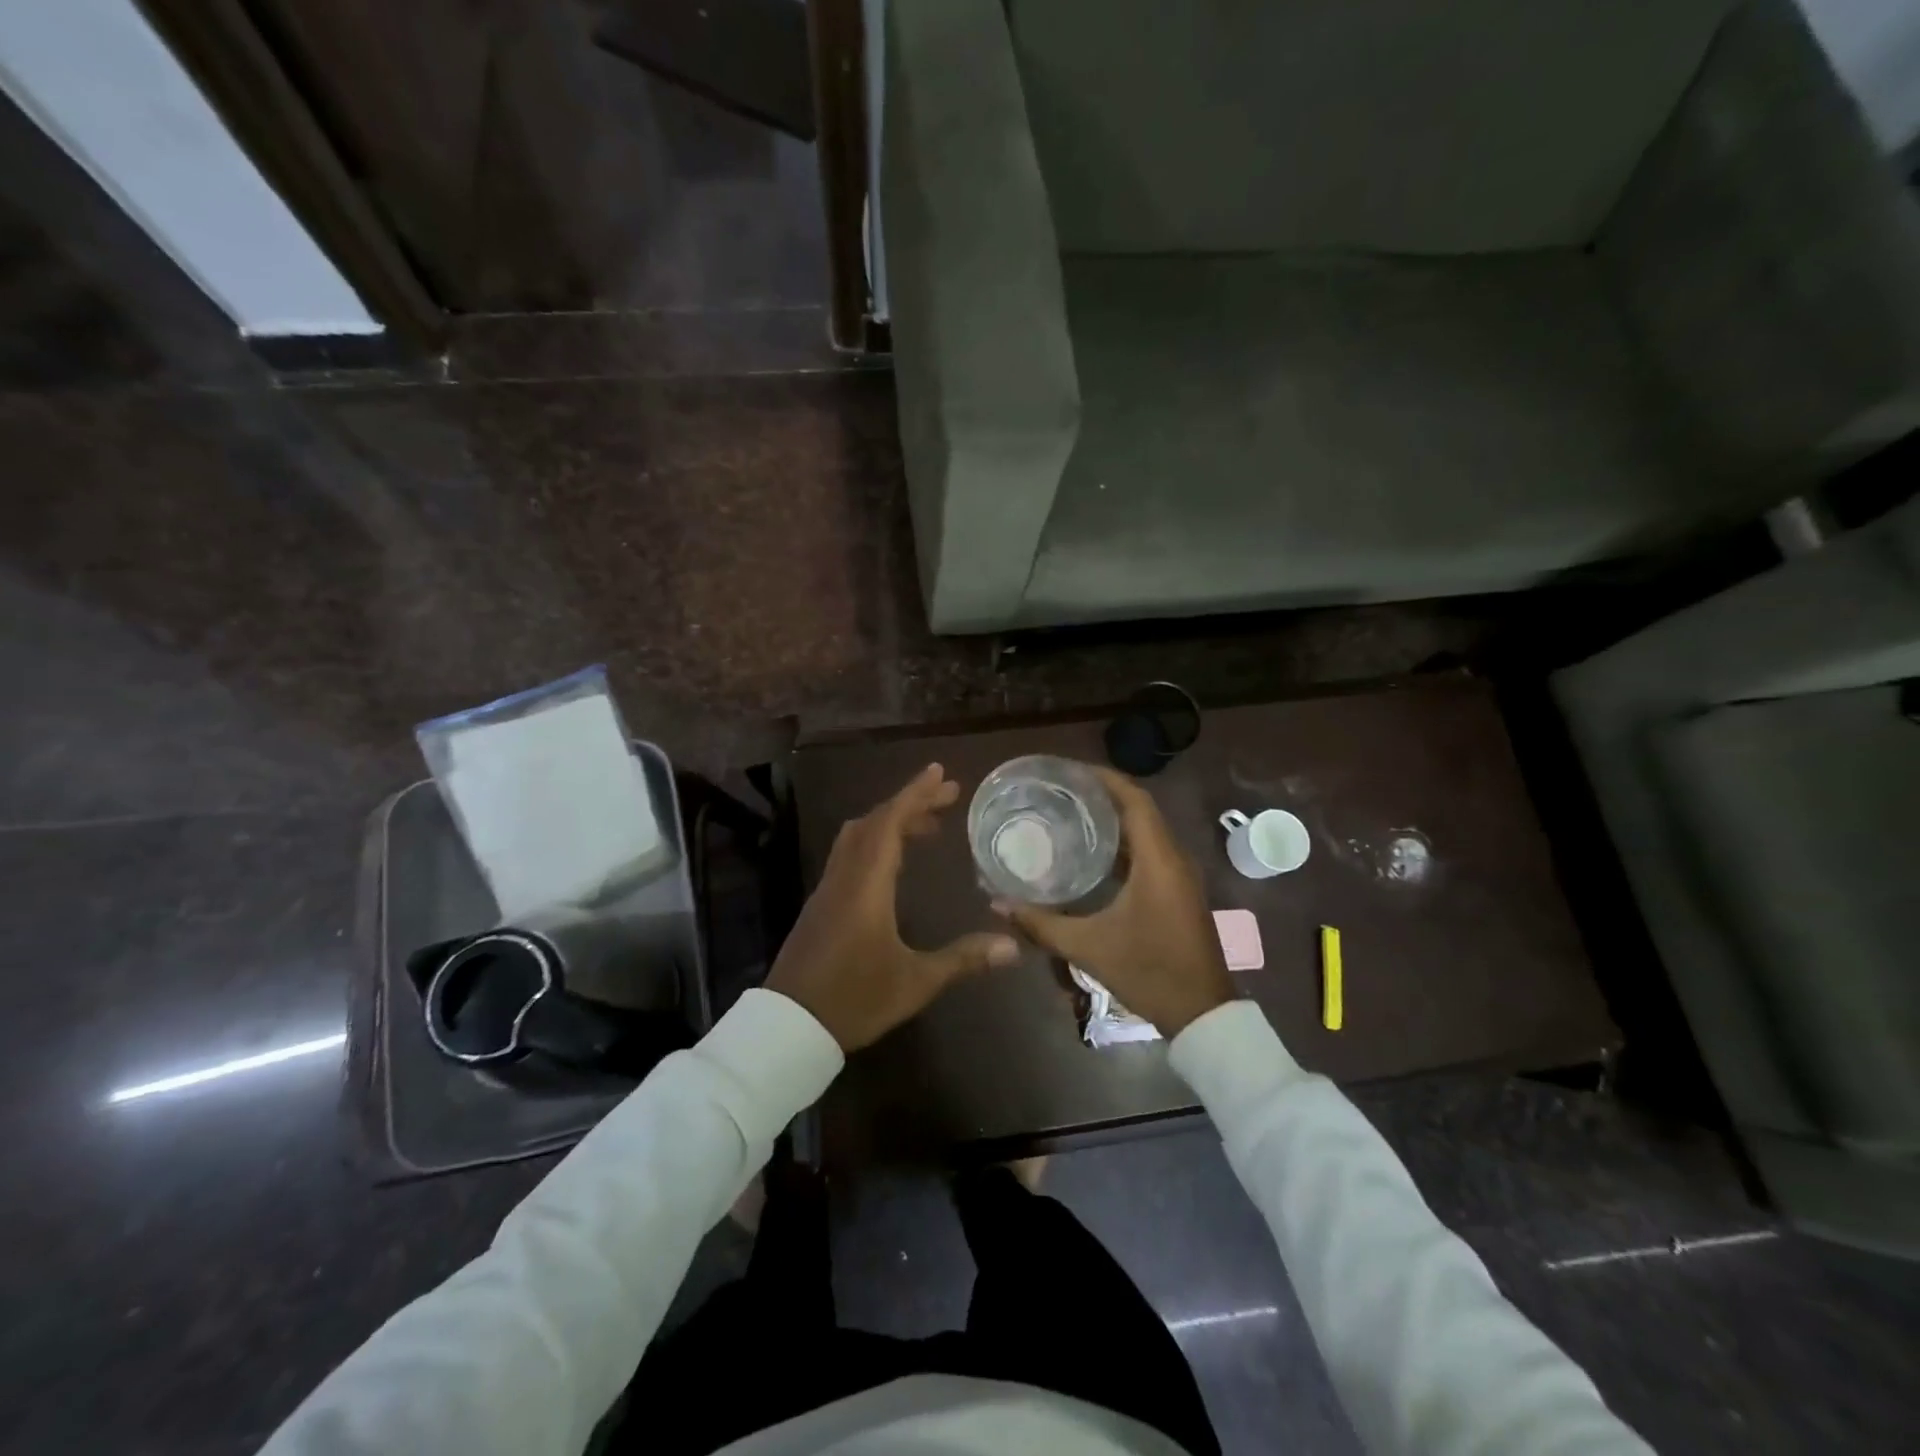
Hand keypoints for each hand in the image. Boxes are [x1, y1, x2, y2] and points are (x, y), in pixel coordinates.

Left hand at [767, 763, 1019, 1050]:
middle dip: (910, 804)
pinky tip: (895, 864)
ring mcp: (828, 890)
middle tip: (947, 798)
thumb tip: (1012, 946)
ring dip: (890, 822)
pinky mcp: (821, 905)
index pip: (890, 824)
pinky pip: (849, 856)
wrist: (789, 1027)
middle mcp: (844, 877)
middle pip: (874, 823)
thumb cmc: (854, 1000)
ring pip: (857, 837)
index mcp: (866, 886)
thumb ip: (963, 959)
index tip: (939, 773)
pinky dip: (875, 843)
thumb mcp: (915, 982)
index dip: (915, 794)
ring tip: (927, 827)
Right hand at [995, 765, 1234, 1036]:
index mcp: (1158, 860)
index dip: (1104, 779)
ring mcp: (1178, 877)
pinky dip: (1122, 844)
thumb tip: (997, 904)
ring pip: (1145, 832)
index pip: (1135, 800)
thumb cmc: (1149, 971)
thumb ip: (1041, 924)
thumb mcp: (1089, 947)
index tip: (1070, 771)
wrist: (1201, 1014)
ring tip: (1070, 814)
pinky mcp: (1177, 892)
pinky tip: (1091, 854)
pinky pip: (1149, 852)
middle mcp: (1173, 859)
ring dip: (1113, 819)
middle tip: (1061, 791)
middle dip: (1102, 795)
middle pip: (1139, 810)